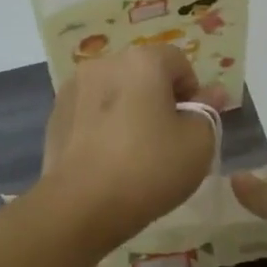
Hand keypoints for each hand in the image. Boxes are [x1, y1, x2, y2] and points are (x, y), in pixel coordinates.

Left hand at [39, 45, 225, 247]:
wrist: (80, 205)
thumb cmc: (149, 168)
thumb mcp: (198, 144)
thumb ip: (207, 112)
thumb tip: (211, 93)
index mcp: (142, 61)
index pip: (178, 62)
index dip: (192, 92)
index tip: (192, 125)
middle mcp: (104, 63)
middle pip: (143, 73)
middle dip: (158, 99)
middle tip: (166, 140)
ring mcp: (73, 88)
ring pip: (114, 92)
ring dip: (128, 110)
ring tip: (134, 151)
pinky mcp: (55, 115)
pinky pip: (90, 112)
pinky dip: (102, 126)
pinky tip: (107, 159)